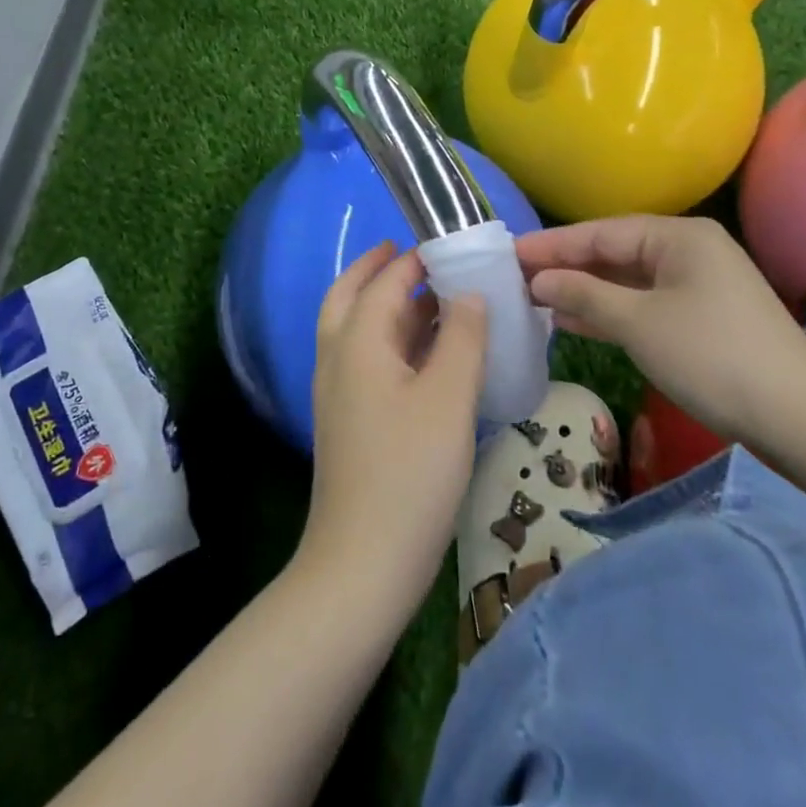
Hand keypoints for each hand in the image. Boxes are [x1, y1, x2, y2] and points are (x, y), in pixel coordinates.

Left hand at [296, 242, 486, 622]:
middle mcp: (337, 358)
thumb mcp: (449, 397)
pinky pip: (366, 359)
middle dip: (379, 270)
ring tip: (433, 297)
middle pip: (350, 296)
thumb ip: (462, 337)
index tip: (450, 243)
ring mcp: (338, 392)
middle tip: (417, 254)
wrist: (363, 563)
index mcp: (357, 342)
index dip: (415, 259)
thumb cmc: (410, 473)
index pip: (384, 281)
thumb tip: (468, 293)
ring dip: (387, 304)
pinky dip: (391, 340)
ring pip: (356, 329)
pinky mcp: (348, 420)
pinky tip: (428, 354)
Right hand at [514, 216, 805, 440]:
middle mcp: (688, 251)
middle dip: (565, 268)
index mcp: (678, 236)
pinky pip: (642, 305)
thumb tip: (538, 280)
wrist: (798, 418)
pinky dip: (609, 312)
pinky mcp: (700, 318)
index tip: (508, 253)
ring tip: (533, 299)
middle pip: (612, 254)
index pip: (600, 233)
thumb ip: (583, 295)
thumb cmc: (711, 356)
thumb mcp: (639, 322)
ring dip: (583, 292)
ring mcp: (697, 286)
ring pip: (626, 282)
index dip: (551, 245)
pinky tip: (571, 321)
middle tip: (514, 278)